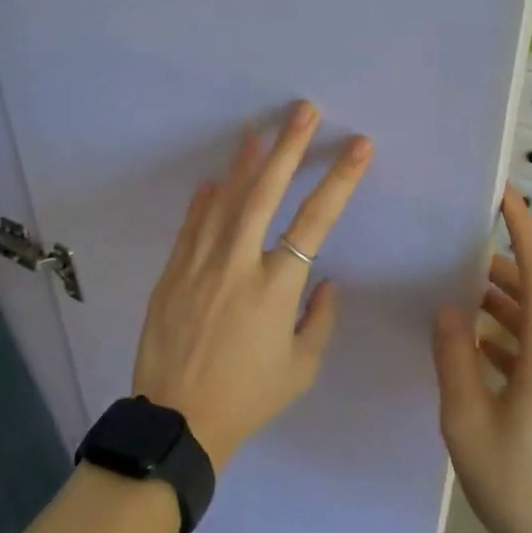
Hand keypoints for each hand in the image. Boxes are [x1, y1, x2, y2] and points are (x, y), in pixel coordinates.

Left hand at [134, 102, 373, 471]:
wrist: (177, 422)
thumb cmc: (248, 398)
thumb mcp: (300, 369)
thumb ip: (319, 319)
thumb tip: (326, 280)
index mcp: (276, 288)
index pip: (316, 221)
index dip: (340, 180)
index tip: (359, 146)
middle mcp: (238, 264)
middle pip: (266, 193)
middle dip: (289, 147)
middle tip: (304, 111)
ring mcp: (199, 264)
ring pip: (224, 200)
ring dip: (244, 162)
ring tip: (259, 129)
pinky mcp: (172, 273)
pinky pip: (192, 226)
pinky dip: (204, 200)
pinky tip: (213, 179)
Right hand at [433, 187, 531, 532]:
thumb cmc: (519, 485)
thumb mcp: (467, 420)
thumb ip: (454, 357)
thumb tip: (448, 309)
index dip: (523, 228)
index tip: (504, 195)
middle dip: (504, 271)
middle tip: (462, 256)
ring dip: (507, 309)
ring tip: (466, 302)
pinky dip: (517, 341)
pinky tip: (485, 355)